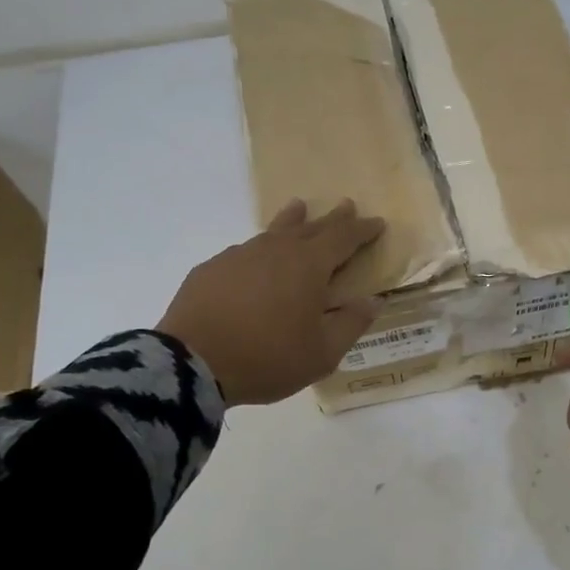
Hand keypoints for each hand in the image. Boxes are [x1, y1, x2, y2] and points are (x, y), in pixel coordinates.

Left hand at [159, 199, 384, 404]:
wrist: (193, 363)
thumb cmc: (267, 359)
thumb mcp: (322, 353)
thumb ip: (351, 323)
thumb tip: (374, 299)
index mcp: (308, 266)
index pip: (343, 238)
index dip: (362, 230)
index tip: (377, 222)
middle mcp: (275, 250)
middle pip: (310, 226)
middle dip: (332, 218)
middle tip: (346, 205)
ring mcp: (239, 255)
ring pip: (273, 231)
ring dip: (292, 221)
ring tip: (299, 208)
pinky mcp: (211, 269)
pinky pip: (244, 252)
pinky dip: (259, 251)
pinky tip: (255, 261)